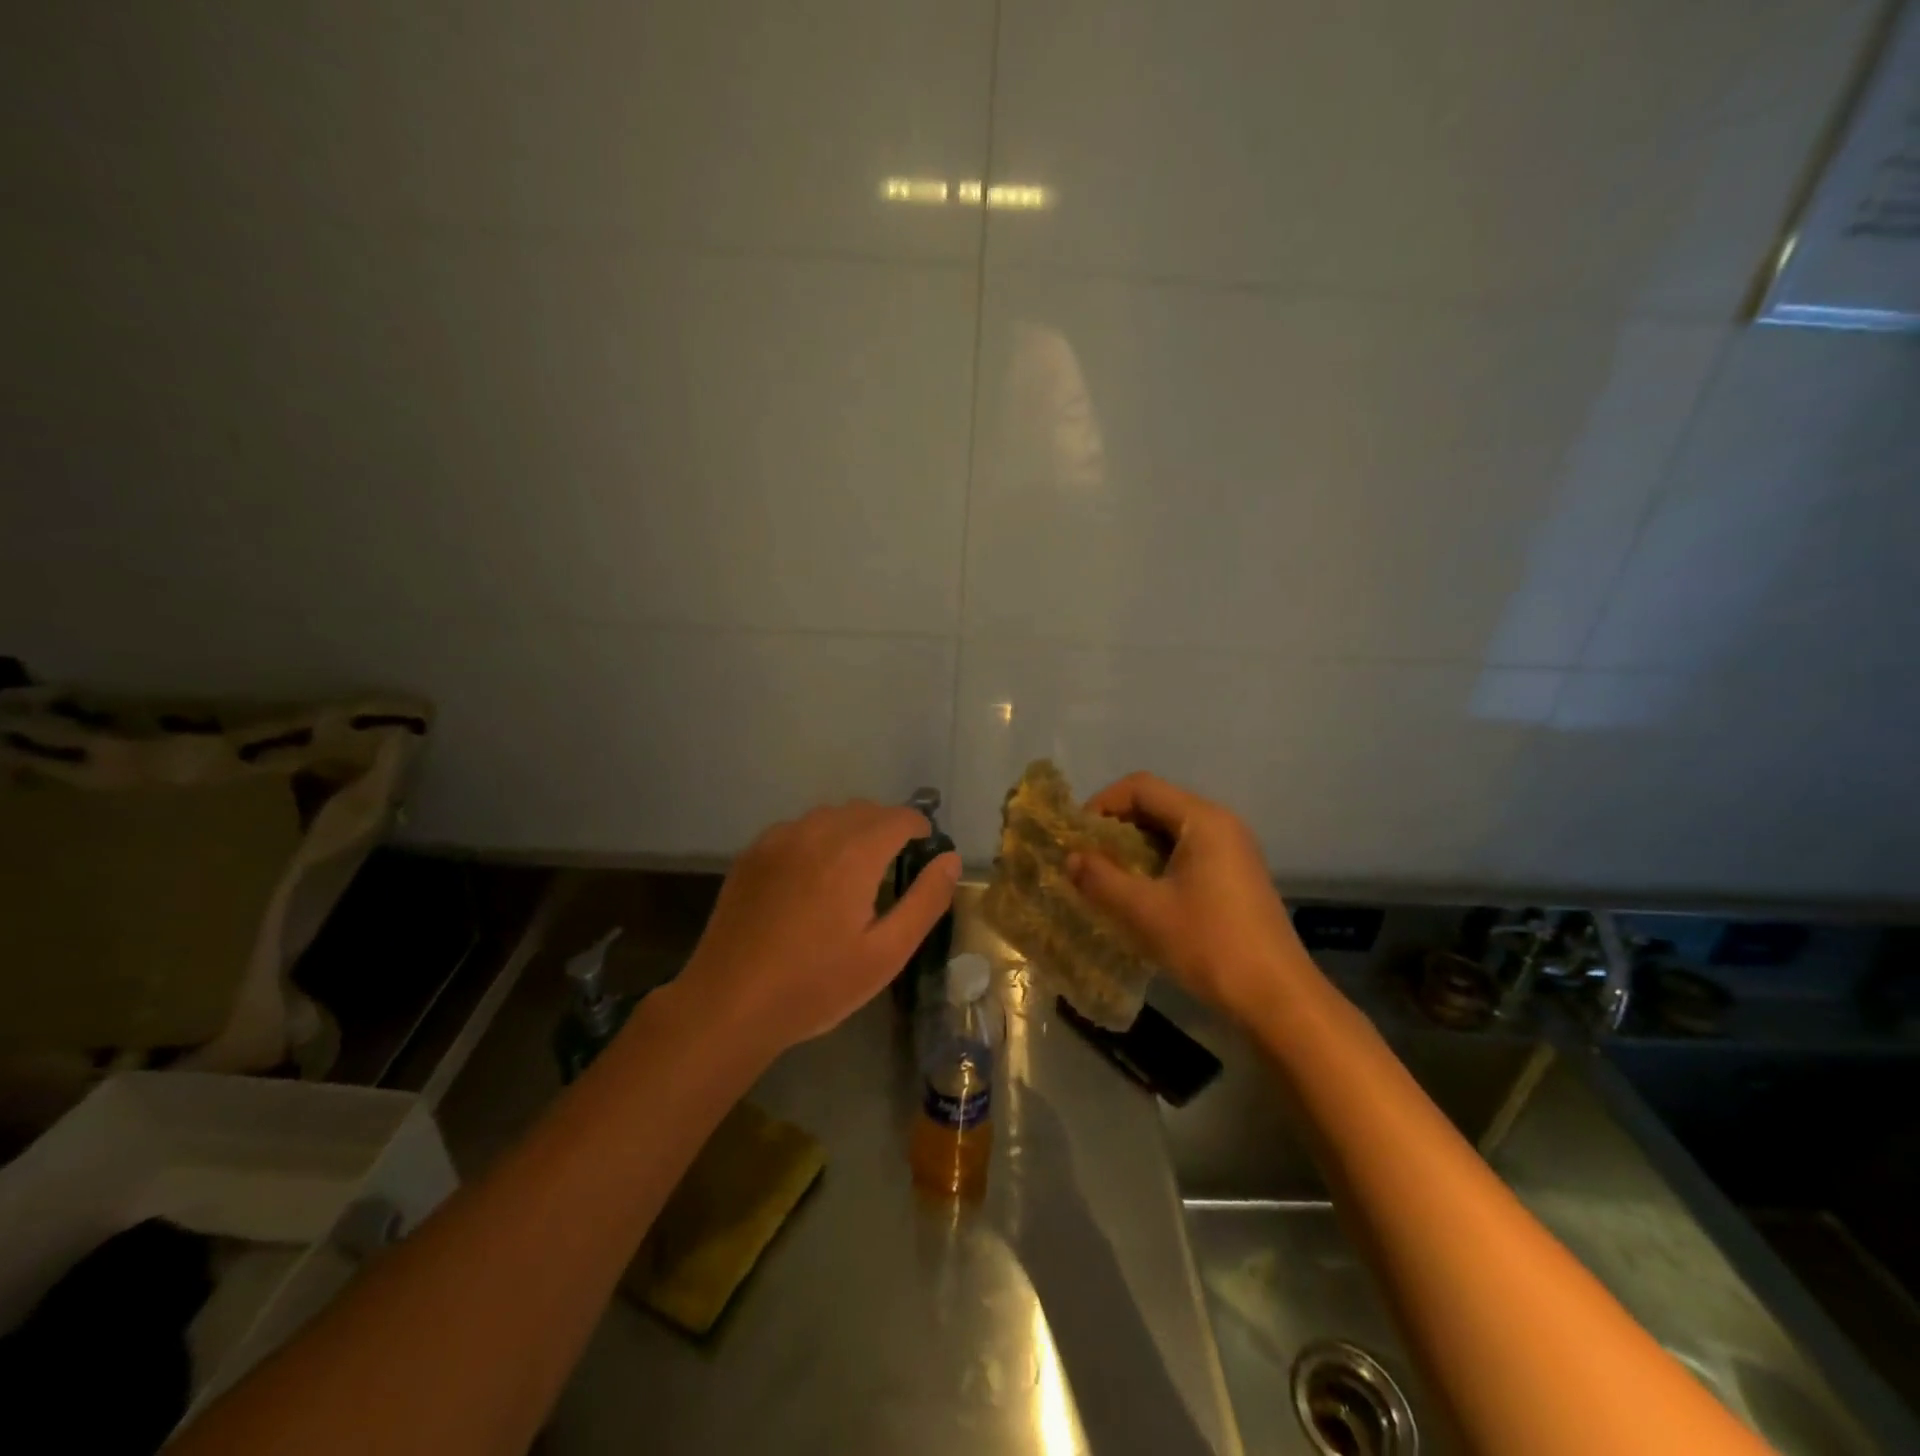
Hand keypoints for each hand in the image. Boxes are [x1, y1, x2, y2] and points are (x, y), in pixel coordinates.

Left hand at [679, 801, 959, 1055]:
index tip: (925, 850)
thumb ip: (925, 901)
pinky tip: (813, 876)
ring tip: (855, 870)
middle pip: (864, 809)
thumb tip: (950, 860)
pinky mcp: (752, 854)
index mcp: (852, 854)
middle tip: (895, 865)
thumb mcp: (885, 954)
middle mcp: (815, 833)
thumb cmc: (816, 985)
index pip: (898, 817)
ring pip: (828, 815)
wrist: (729, 1004)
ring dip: (852, 829)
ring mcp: (778, 840)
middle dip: (887, 826)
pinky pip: (797, 828)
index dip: (919, 828)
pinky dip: (817, 838)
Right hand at [1067, 773, 1308, 1025]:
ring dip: (1134, 847)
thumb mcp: (1144, 912)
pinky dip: (1156, 862)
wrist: (1276, 997)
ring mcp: (1233, 850)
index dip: (1102, 803)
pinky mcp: (1236, 875)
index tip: (1076, 835)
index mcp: (1202, 820)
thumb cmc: (1208, 944)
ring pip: (1170, 830)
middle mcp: (1221, 824)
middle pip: (1157, 804)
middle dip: (1116, 826)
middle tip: (1086, 857)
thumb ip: (1100, 879)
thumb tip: (1070, 858)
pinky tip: (1140, 894)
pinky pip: (1187, 852)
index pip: (1141, 787)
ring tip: (1106, 876)